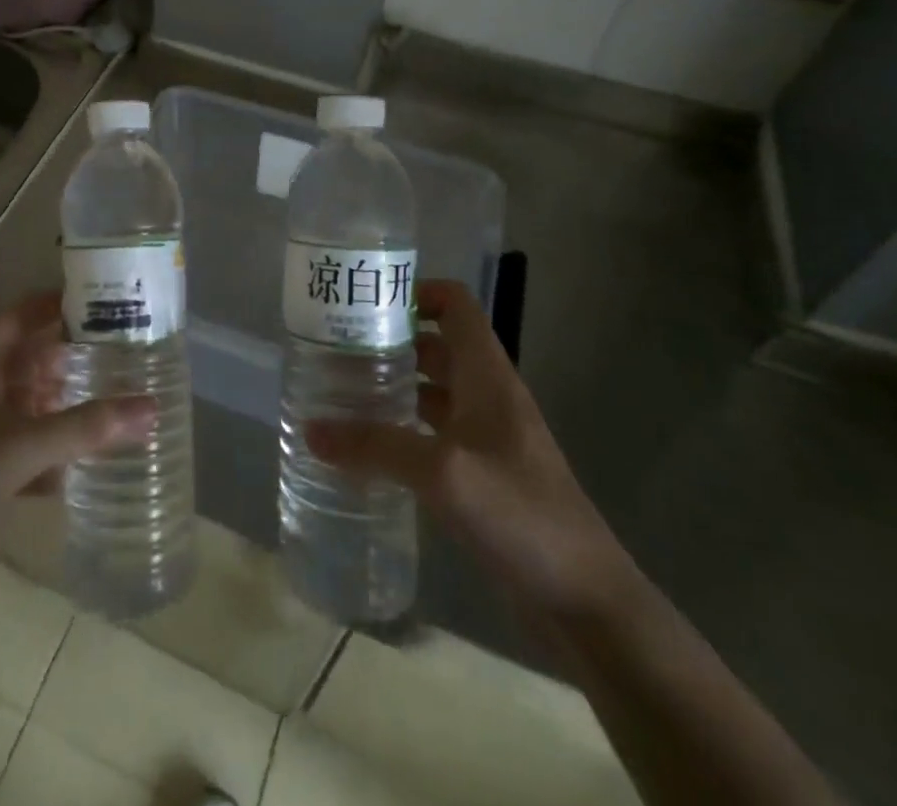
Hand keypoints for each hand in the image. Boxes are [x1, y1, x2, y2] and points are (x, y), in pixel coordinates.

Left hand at [0, 293, 153, 619]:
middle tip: (125, 359)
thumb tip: (151, 408)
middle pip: (29, 359)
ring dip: (63, 408)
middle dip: (72, 359)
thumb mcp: (21, 447)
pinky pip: (19, 449)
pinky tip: (81, 471)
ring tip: (114, 408)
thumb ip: (87, 427)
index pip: (24, 313)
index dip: (62, 303)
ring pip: (26, 406)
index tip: (109, 303)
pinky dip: (47, 455)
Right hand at [307, 279, 630, 619]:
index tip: (364, 304)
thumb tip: (309, 428)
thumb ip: (375, 446)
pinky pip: (432, 434)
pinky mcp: (481, 476)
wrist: (587, 604)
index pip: (455, 304)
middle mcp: (487, 396)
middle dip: (388, 341)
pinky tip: (366, 447)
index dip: (415, 292)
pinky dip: (401, 430)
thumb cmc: (522, 515)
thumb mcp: (443, 472)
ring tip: (338, 391)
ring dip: (391, 385)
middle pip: (435, 345)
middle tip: (334, 349)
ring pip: (431, 391)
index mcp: (488, 375)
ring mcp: (486, 437)